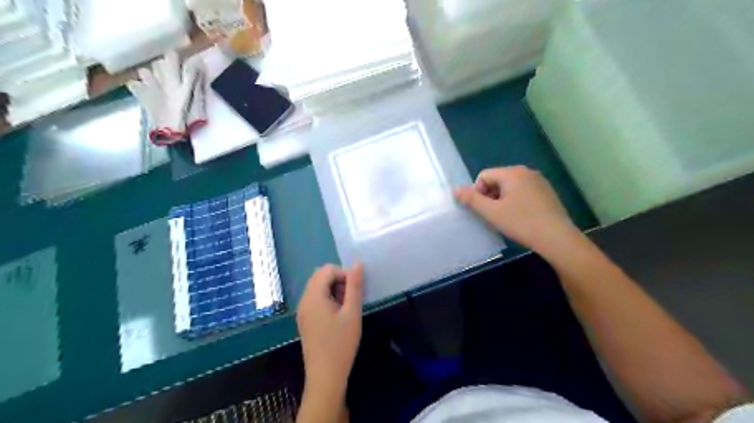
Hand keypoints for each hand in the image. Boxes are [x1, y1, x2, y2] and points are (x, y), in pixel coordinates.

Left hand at [297, 264, 362, 396]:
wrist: (325, 376)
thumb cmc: (341, 343)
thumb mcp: (352, 312)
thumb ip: (354, 286)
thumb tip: (357, 263)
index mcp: (313, 296)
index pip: (327, 269)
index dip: (344, 274)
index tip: (355, 292)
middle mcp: (304, 300)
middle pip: (320, 276)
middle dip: (338, 281)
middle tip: (351, 299)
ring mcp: (302, 310)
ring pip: (318, 287)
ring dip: (334, 290)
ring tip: (346, 308)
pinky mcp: (305, 319)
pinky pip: (315, 299)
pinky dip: (328, 299)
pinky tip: (338, 316)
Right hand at [453, 165, 577, 255]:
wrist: (557, 238)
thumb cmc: (521, 222)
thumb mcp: (492, 212)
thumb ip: (472, 199)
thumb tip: (455, 190)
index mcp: (512, 172)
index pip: (484, 175)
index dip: (477, 192)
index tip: (483, 210)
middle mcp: (526, 172)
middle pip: (497, 180)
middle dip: (490, 196)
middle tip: (493, 215)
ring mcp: (539, 182)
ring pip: (510, 187)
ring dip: (502, 200)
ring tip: (506, 218)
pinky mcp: (547, 193)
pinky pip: (523, 192)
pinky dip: (516, 202)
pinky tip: (520, 218)